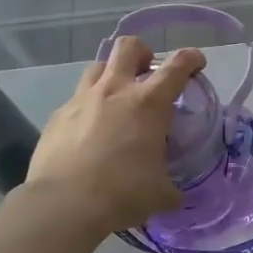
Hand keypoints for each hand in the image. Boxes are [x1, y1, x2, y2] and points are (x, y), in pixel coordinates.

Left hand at [18, 38, 206, 235]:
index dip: (191, 59)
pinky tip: (89, 134)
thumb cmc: (122, 193)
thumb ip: (171, 187)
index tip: (196, 64)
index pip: (177, 66)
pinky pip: (75, 101)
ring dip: (111, 76)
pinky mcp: (56, 117)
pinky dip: (87, 109)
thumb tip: (174, 195)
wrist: (63, 206)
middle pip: (129, 47)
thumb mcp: (160, 193)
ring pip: (97, 67)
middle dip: (143, 53)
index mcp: (148, 103)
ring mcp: (81, 101)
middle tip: (148, 74)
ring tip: (117, 100)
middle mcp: (115, 91)